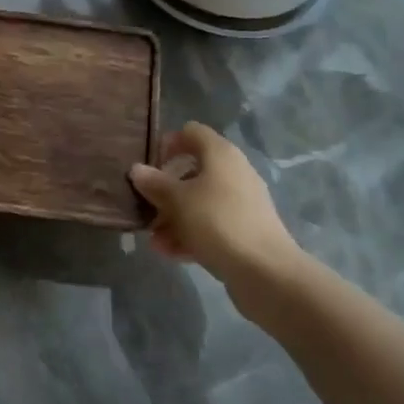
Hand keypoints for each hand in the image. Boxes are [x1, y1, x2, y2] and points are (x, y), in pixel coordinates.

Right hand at [130, 123, 299, 280]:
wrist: (266, 272)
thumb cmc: (217, 221)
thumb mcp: (177, 200)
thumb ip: (155, 183)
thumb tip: (137, 169)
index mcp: (220, 154)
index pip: (191, 132)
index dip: (168, 143)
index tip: (150, 165)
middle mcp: (233, 172)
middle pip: (193, 170)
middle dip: (166, 189)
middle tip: (146, 206)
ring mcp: (241, 203)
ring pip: (200, 201)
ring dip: (174, 217)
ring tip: (153, 239)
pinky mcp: (244, 231)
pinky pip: (211, 225)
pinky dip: (190, 235)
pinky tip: (169, 253)